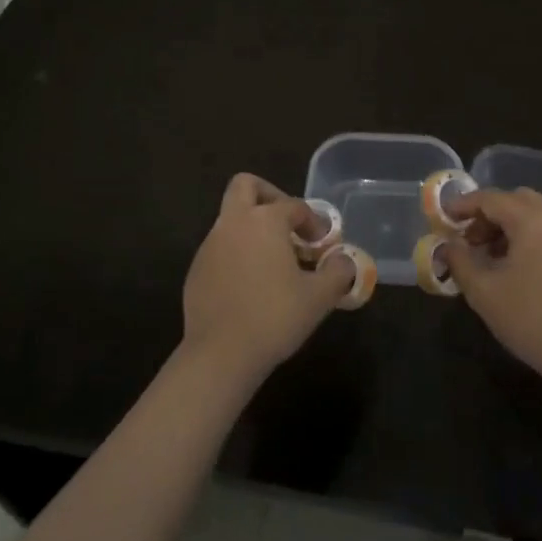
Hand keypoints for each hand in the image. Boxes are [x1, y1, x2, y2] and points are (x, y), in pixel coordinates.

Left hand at [182, 173, 353, 383]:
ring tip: (275, 262)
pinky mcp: (196, 270)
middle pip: (246, 186)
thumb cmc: (274, 317)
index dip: (314, 222)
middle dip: (269, 195)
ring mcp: (210, 245)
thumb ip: (338, 272)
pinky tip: (251, 286)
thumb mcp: (319, 297)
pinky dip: (237, 254)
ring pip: (232, 219)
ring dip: (253, 229)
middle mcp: (233, 223)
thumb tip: (345, 260)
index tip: (324, 246)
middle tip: (287, 224)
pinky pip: (220, 248)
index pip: (294, 206)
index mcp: (264, 220)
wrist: (220, 355)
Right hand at [441, 187, 541, 382]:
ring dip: (511, 226)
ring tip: (492, 257)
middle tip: (470, 239)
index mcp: (532, 220)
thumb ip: (460, 261)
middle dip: (489, 214)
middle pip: (517, 200)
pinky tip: (521, 267)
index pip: (491, 199)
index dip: (464, 205)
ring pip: (537, 215)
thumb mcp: (483, 291)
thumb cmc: (530, 319)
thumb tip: (448, 245)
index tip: (444, 217)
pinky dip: (532, 238)